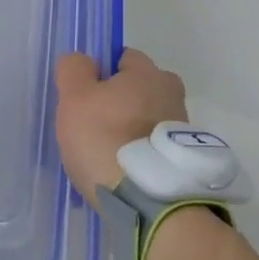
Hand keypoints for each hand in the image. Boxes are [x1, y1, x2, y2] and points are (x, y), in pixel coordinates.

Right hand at [54, 48, 188, 199]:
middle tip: (94, 125)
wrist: (148, 202)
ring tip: (106, 156)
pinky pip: (154, 148)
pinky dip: (140, 155)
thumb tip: (85, 62)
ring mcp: (183, 130)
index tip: (86, 96)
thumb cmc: (106, 138)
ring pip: (147, 119)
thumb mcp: (75, 96)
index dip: (101, 72)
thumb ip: (74, 69)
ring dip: (130, 131)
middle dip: (119, 102)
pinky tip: (122, 173)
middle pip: (138, 89)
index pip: (123, 57)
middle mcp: (172, 95)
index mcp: (149, 73)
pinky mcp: (184, 162)